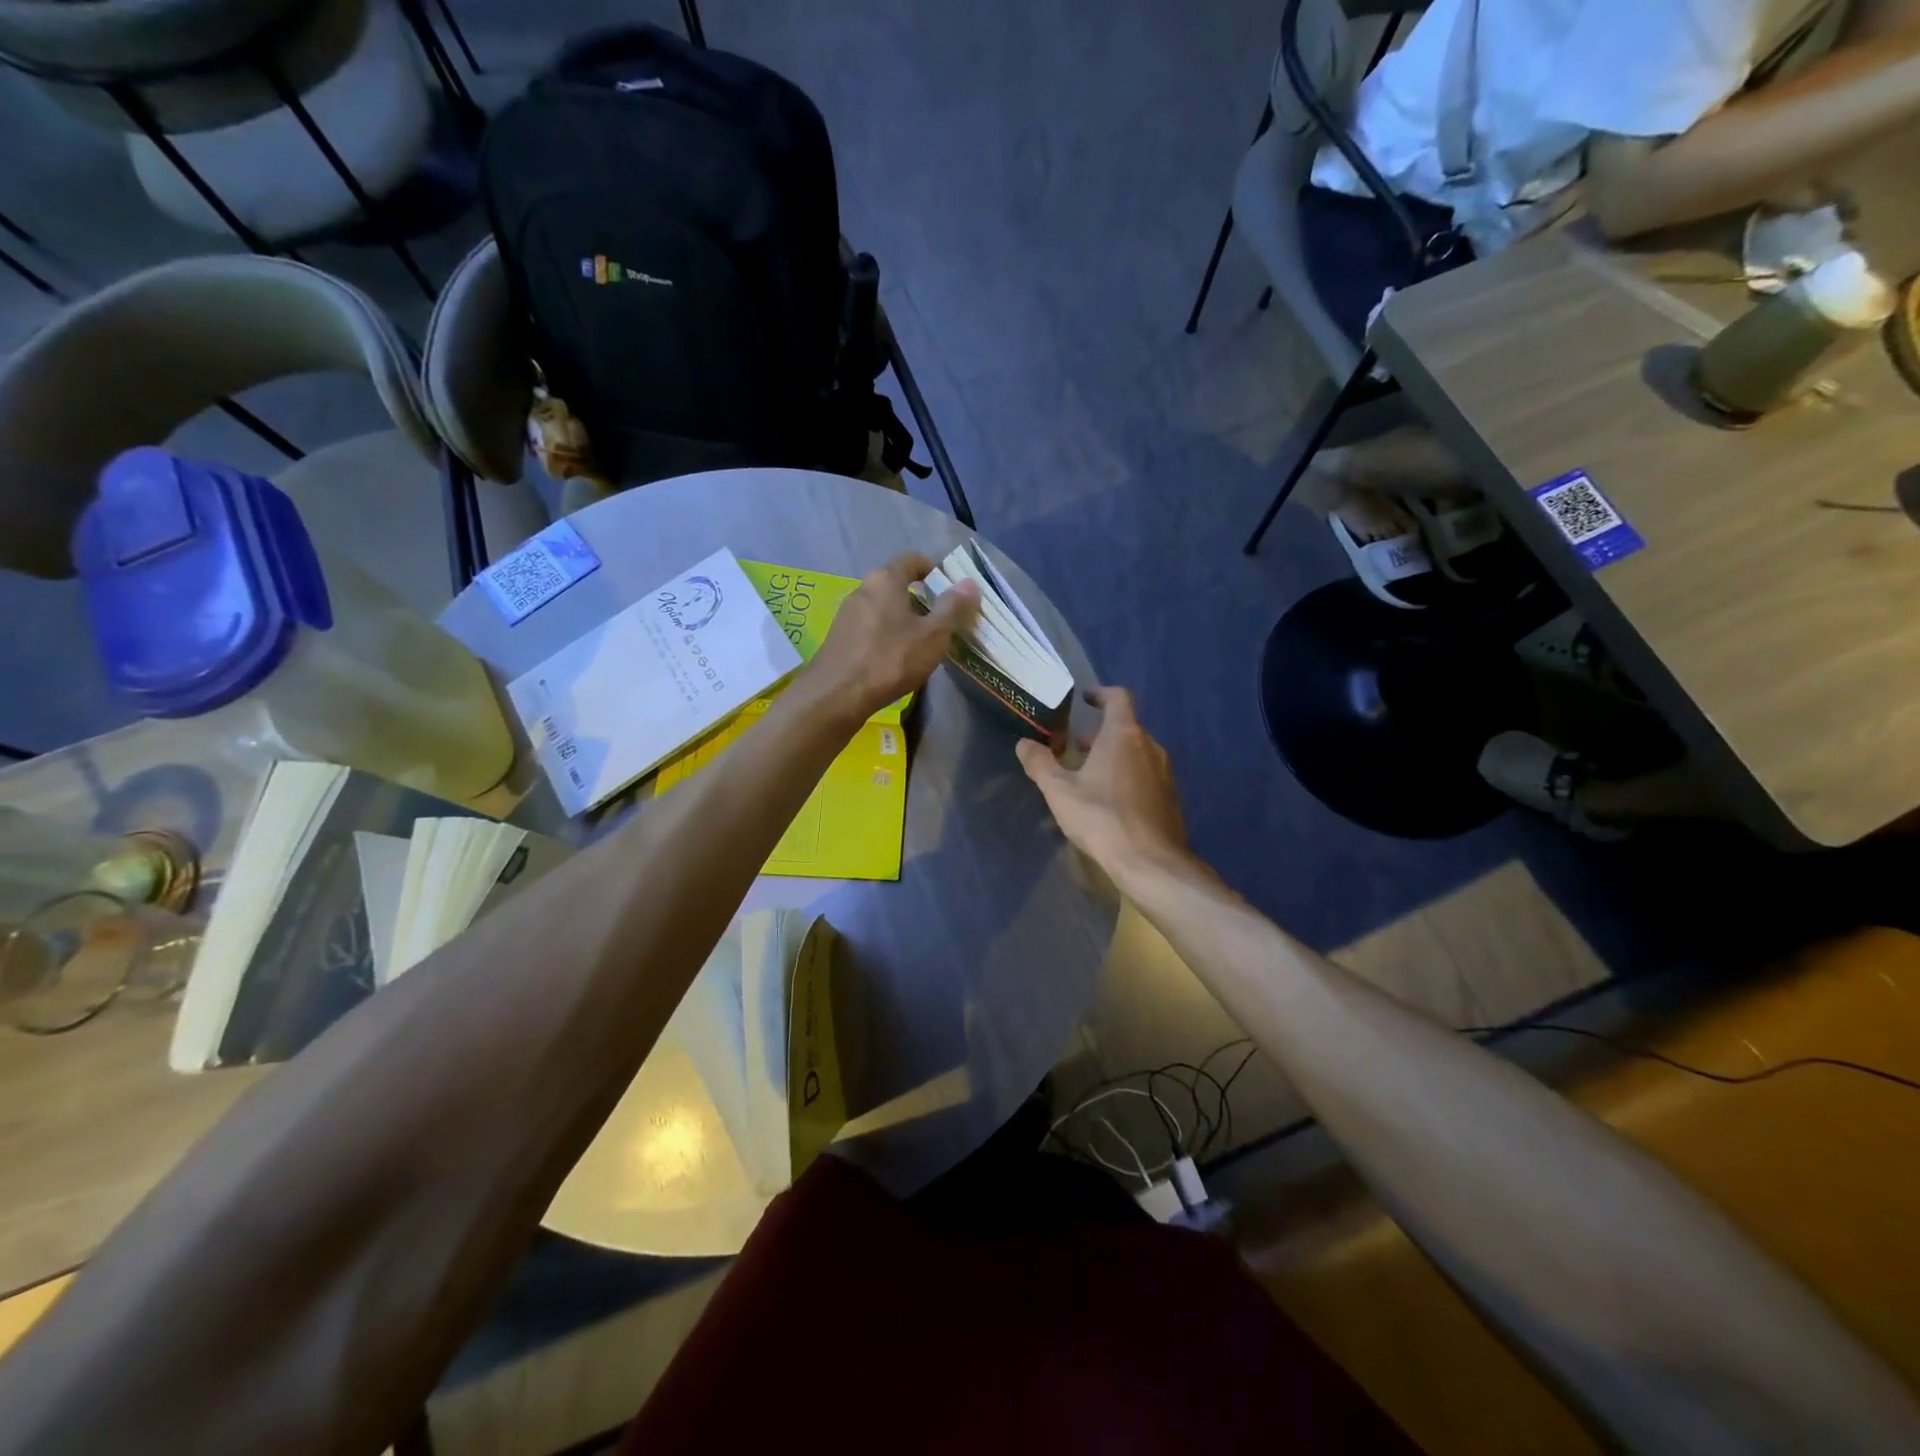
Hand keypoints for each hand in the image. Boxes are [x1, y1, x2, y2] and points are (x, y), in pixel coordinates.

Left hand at [807, 552, 978, 723]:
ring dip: (902, 618)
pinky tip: (894, 658)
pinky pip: (870, 626)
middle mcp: (862, 588)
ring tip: (920, 643)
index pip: (912, 559)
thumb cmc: (890, 659)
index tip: (949, 590)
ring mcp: (847, 613)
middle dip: (920, 598)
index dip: (933, 569)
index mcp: (885, 579)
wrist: (837, 695)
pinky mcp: (839, 636)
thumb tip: (970, 583)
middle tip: (940, 621)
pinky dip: (886, 634)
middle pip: (896, 583)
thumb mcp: (932, 635)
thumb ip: (952, 607)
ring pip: (882, 607)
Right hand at [1016, 687, 1189, 885]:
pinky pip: (1146, 775)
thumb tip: (1024, 744)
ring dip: (1114, 756)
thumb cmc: (1102, 818)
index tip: (1085, 699)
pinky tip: (1111, 801)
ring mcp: (1165, 773)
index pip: (1118, 698)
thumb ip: (1040, 763)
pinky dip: (1128, 776)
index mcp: (1124, 735)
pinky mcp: (1170, 797)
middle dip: (1100, 733)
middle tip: (1076, 745)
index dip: (1101, 694)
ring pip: (1137, 753)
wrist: (1150, 862)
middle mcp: (1150, 746)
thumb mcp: (1059, 791)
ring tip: (1089, 774)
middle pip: (1126, 727)